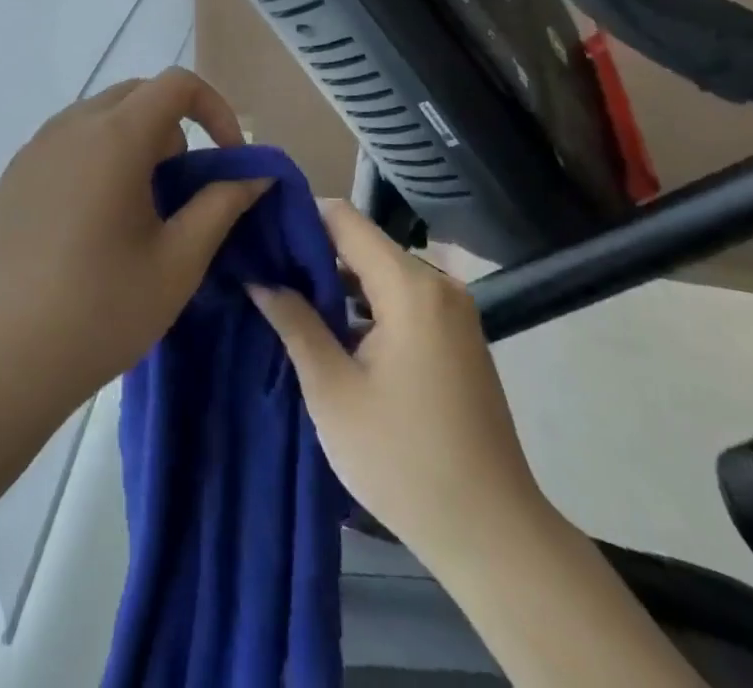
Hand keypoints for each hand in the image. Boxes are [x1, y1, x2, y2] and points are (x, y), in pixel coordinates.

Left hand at [0, 69, 272, 423]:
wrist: (0, 359)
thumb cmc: (101, 310)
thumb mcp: (179, 261)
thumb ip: (222, 204)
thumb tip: (256, 173)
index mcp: (114, 137)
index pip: (177, 84)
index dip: (215, 109)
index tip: (226, 158)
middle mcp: (70, 126)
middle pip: (137, 95)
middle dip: (173, 128)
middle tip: (179, 191)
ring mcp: (34, 148)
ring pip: (100, 118)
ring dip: (134, 143)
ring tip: (136, 211)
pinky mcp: (12, 175)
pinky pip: (67, 143)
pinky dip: (96, 159)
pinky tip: (89, 224)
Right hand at [248, 200, 547, 568]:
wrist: (493, 536)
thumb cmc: (403, 460)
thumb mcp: (333, 391)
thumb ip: (295, 323)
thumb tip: (259, 278)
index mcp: (410, 287)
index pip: (345, 219)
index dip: (299, 218)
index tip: (259, 231)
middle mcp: (438, 284)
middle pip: (364, 243)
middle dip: (314, 252)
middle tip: (264, 268)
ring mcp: (453, 310)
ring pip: (382, 271)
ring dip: (338, 281)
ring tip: (288, 294)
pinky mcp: (457, 336)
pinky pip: (402, 298)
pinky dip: (366, 304)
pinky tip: (333, 328)